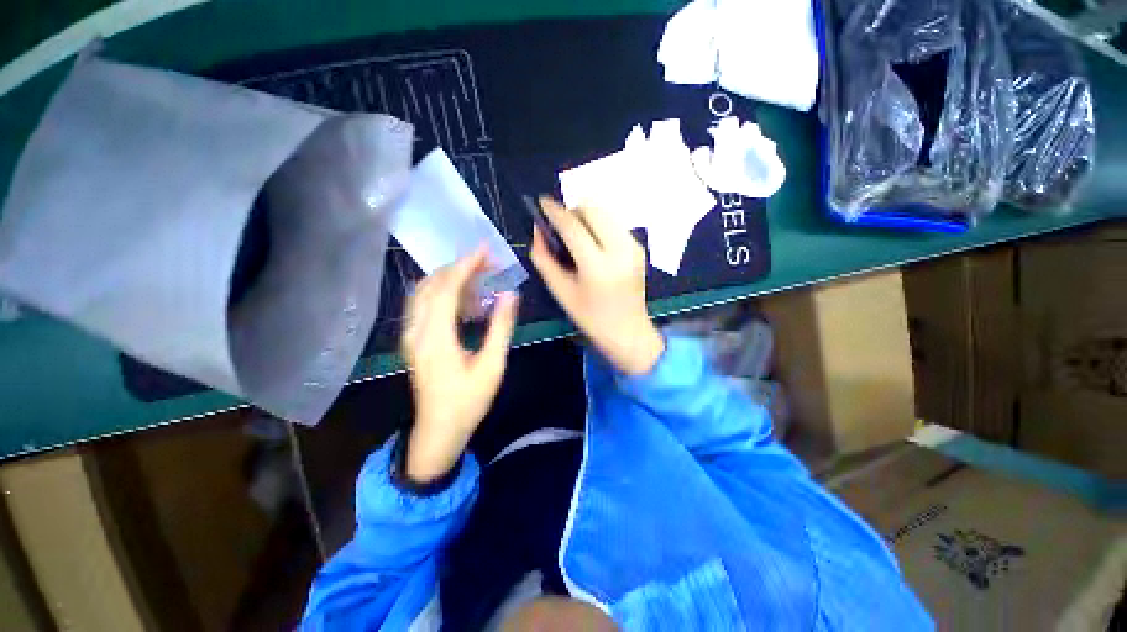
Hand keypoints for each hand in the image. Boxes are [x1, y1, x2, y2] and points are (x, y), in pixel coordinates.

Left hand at [401, 247, 518, 482]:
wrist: (439, 430)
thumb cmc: (468, 401)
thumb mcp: (492, 366)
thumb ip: (500, 327)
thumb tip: (510, 295)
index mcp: (436, 338)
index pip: (447, 289)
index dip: (466, 266)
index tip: (485, 250)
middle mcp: (417, 331)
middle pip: (432, 285)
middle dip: (459, 267)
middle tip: (488, 263)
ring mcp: (411, 335)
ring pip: (424, 293)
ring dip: (450, 278)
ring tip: (480, 277)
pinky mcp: (413, 340)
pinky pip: (424, 305)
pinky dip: (444, 293)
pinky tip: (466, 300)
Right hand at [530, 197, 663, 375]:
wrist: (628, 331)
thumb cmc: (591, 317)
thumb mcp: (561, 291)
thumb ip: (544, 259)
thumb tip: (538, 230)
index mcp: (597, 267)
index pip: (573, 226)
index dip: (555, 211)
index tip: (542, 202)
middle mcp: (620, 250)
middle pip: (593, 208)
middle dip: (573, 210)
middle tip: (561, 226)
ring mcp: (633, 246)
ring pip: (606, 211)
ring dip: (586, 215)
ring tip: (576, 235)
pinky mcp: (639, 247)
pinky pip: (614, 222)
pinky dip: (599, 224)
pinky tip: (593, 243)